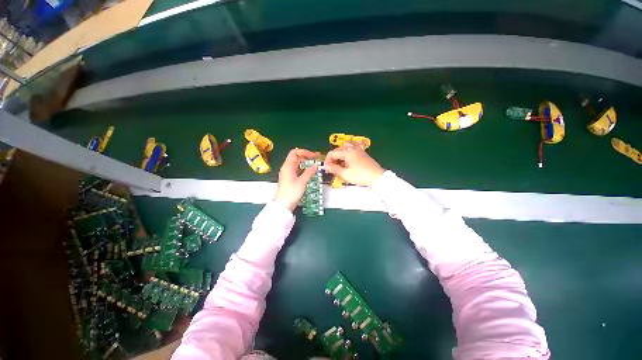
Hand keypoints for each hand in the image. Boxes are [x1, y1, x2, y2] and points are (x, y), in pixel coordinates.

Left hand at [275, 148, 320, 210]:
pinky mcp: (290, 179)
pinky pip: (298, 170)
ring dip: (306, 164)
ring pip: (298, 164)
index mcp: (288, 166)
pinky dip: (304, 170)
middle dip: (307, 157)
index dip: (304, 152)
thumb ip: (309, 172)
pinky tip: (311, 172)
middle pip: (297, 158)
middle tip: (317, 159)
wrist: (283, 205)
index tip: (314, 156)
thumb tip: (315, 166)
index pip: (295, 153)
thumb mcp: (302, 182)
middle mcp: (287, 168)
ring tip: (316, 165)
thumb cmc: (291, 193)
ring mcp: (288, 173)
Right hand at [325, 142, 384, 186]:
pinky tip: (348, 157)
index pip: (332, 153)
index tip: (328, 169)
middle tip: (332, 169)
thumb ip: (334, 169)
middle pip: (337, 150)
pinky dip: (348, 151)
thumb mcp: (345, 174)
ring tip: (340, 164)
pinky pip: (353, 147)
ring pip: (344, 148)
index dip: (327, 161)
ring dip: (340, 155)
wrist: (376, 177)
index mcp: (347, 152)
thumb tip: (327, 166)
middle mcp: (352, 148)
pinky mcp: (362, 152)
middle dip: (333, 159)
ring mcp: (358, 149)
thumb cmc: (360, 175)